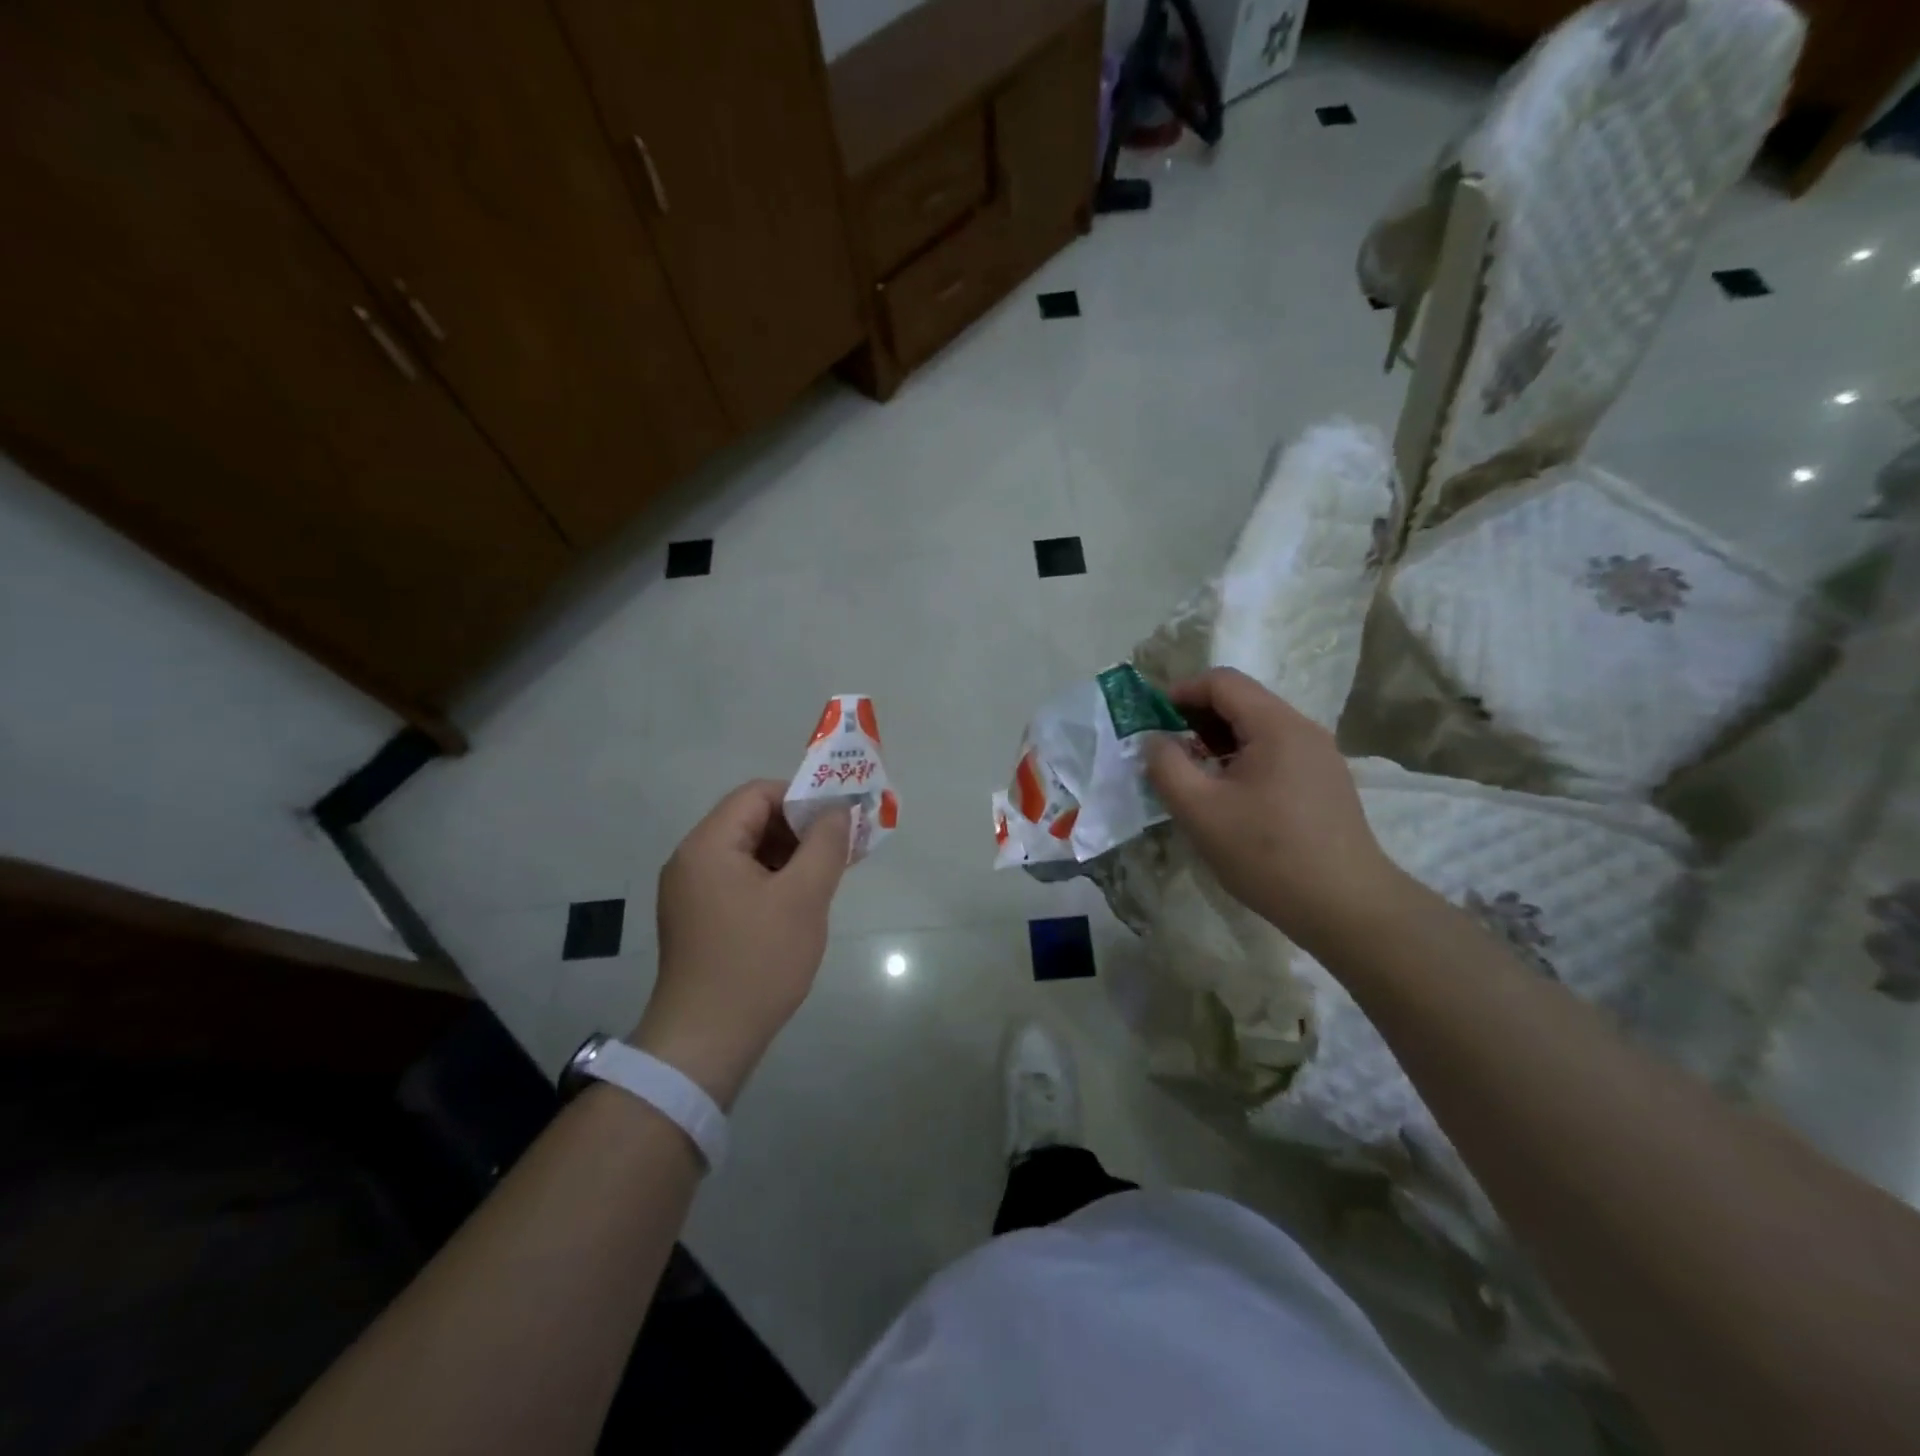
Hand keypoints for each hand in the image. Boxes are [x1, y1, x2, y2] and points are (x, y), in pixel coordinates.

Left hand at [632, 781, 850, 1107]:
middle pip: (750, 820)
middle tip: (839, 850)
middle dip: (798, 828)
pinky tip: (798, 903)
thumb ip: (825, 844)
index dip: (801, 798)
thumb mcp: (804, 897)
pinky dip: (771, 880)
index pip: (758, 794)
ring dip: (788, 855)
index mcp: (708, 845)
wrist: (707, 1041)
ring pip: (747, 852)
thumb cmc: (758, 961)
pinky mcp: (696, 919)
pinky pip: (738, 880)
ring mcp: (690, 892)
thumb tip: (837, 810)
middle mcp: (691, 860)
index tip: (837, 822)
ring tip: (825, 877)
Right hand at [1145, 668, 1399, 950]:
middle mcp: (1303, 730)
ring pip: (1258, 729)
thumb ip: (1166, 766)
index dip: (1181, 691)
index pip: (1222, 682)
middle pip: (1242, 701)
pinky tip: (1228, 795)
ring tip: (1192, 773)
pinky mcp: (1325, 783)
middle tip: (1165, 748)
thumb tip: (1154, 740)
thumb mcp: (1200, 811)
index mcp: (1276, 726)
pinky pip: (1275, 753)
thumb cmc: (1267, 854)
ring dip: (1218, 740)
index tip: (1151, 718)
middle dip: (1197, 717)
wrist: (1346, 907)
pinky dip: (1242, 759)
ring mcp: (1320, 757)